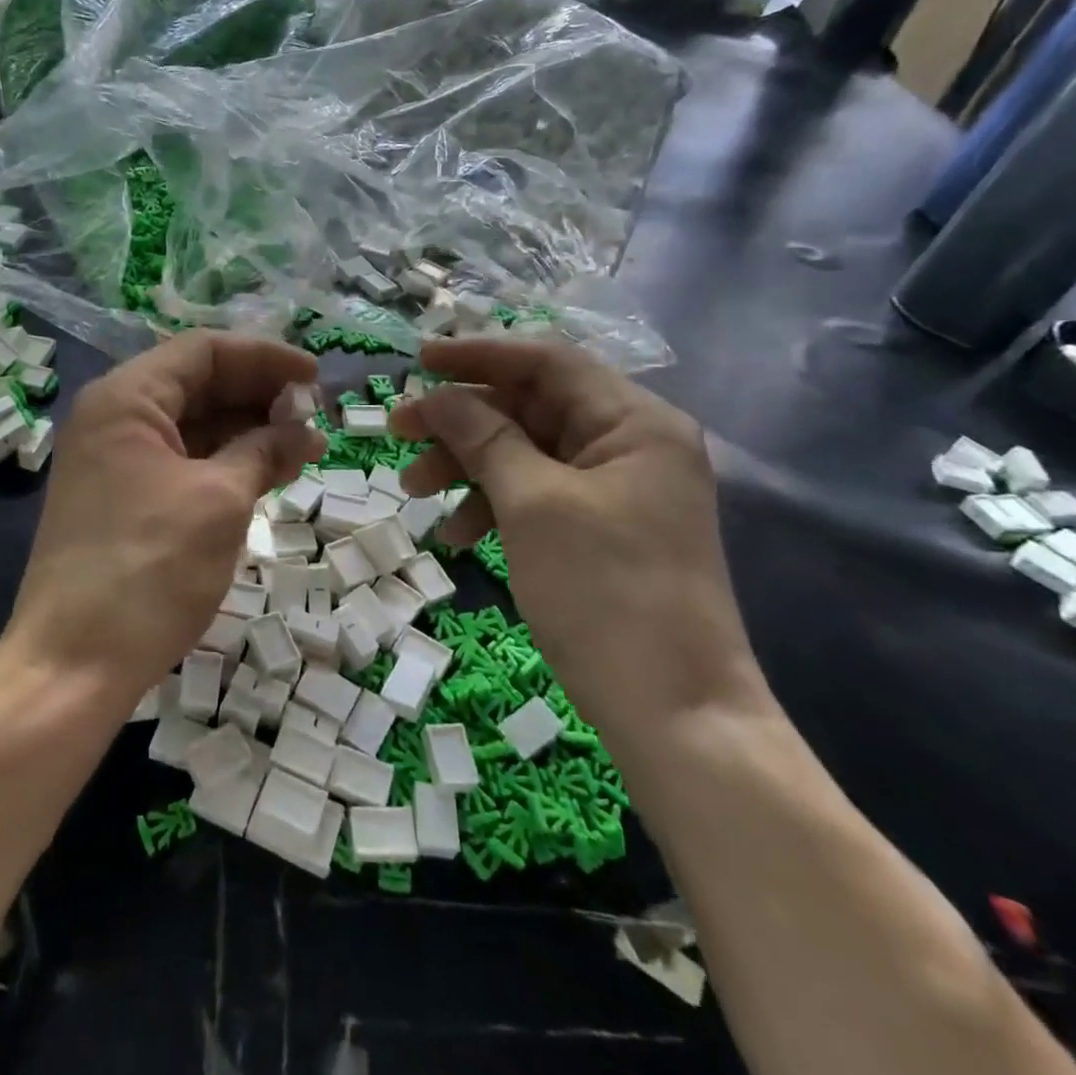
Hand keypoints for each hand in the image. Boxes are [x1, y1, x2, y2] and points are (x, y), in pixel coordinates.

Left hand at [8, 332, 325, 700]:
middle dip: (259, 396)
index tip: (315, 378)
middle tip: (315, 417)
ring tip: (304, 448)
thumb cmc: (149, 569)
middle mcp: (114, 418)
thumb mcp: (220, 501)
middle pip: (197, 385)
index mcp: (126, 399)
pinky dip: (225, 463)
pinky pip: (182, 462)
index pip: (203, 352)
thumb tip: (301, 431)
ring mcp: (115, 461)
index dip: (265, 358)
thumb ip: (263, 451)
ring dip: (248, 431)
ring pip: (192, 426)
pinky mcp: (123, 499)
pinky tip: (267, 473)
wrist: (73, 664)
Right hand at [389, 337, 768, 753]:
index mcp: (634, 421)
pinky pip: (537, 495)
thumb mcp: (533, 504)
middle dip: (462, 421)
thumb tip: (437, 395)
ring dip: (468, 466)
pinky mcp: (603, 529)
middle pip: (531, 407)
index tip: (416, 361)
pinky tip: (456, 535)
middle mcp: (631, 443)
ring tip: (415, 492)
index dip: (477, 356)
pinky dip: (493, 505)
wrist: (676, 718)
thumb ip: (483, 437)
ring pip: (527, 453)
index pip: (546, 361)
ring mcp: (618, 490)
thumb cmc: (606, 594)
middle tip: (399, 433)